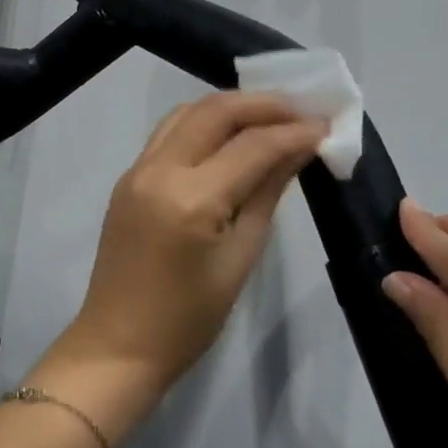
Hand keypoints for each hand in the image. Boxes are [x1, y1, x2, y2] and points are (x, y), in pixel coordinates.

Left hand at [29, 92, 326, 444]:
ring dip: (230, 108)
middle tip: (303, 111)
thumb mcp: (240, 258)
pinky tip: (230, 137)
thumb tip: (298, 149)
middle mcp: (158, 171)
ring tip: (271, 118)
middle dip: (263, 104)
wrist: (119, 343)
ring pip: (186, 114)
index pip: (252, 145)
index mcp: (190, 198)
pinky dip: (203, 124)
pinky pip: (168, 134)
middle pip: (214, 111)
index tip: (328, 125)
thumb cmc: (189, 318)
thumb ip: (266, 194)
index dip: (294, 131)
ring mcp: (136, 171)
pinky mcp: (127, 179)